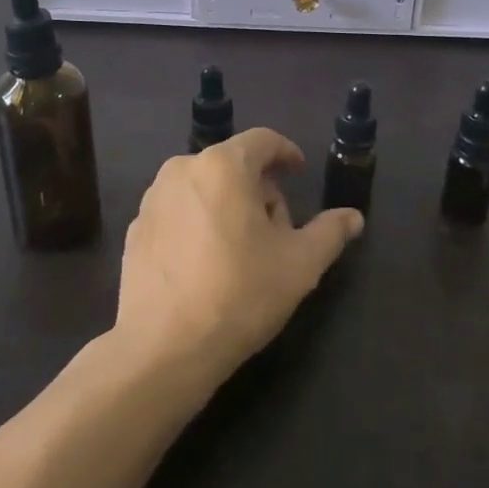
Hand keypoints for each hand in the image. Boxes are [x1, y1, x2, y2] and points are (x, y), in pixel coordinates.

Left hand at [114, 128, 363, 385]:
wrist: (162, 347)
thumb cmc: (239, 294)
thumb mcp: (300, 264)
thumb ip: (330, 232)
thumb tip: (353, 217)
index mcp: (223, 165)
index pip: (263, 140)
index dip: (287, 153)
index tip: (300, 173)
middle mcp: (183, 169)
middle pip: (233, 165)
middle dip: (260, 189)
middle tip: (277, 230)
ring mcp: (153, 199)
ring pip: (204, 187)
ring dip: (228, 205)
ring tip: (243, 251)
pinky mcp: (135, 228)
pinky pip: (178, 211)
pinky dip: (198, 223)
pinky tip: (207, 264)